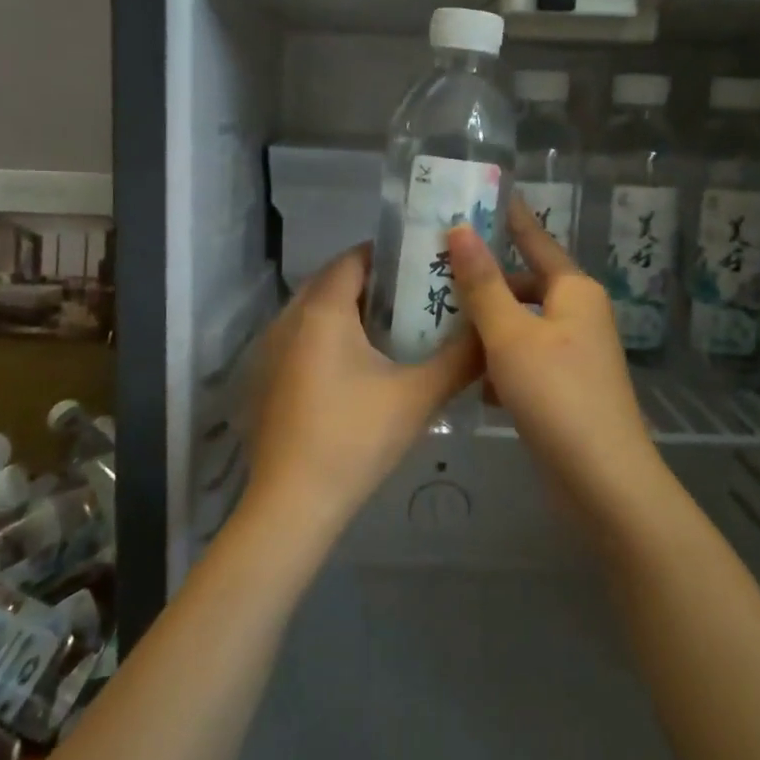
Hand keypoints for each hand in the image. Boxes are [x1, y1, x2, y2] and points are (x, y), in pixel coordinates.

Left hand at [243, 243, 482, 537]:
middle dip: (374, 284)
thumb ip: (461, 358)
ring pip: (316, 312)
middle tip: (418, 297)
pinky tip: (360, 369)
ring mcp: (271, 350)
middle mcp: (289, 318)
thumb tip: (493, 331)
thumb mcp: (418, 396)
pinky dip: (330, 338)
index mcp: (322, 310)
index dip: (390, 255)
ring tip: (396, 329)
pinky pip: (303, 338)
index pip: (354, 258)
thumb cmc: (355, 438)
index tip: (425, 265)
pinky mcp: (267, 378)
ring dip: (351, 312)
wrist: (292, 504)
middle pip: (334, 282)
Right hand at [445, 200, 660, 509]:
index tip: (483, 196)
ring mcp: (574, 354)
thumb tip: (460, 228)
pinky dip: (498, 363)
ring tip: (437, 321)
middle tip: (435, 273)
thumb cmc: (557, 395)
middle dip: (484, 283)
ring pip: (520, 326)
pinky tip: (468, 376)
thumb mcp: (511, 335)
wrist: (603, 481)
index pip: (536, 240)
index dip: (510, 219)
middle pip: (524, 286)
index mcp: (574, 291)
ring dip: (486, 326)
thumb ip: (483, 283)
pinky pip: (524, 360)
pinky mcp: (564, 388)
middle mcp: (579, 315)